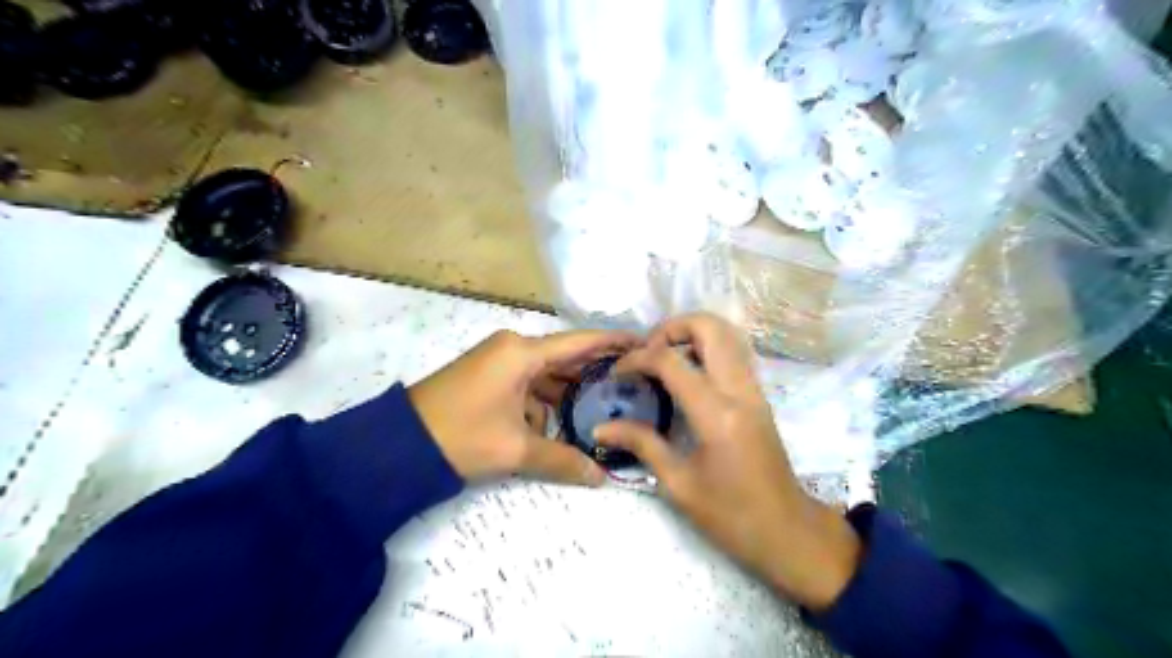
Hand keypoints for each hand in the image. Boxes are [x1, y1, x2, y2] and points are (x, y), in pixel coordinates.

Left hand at [408, 331, 637, 485]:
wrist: (397, 445)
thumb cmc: (461, 435)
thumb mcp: (514, 449)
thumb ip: (561, 460)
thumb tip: (600, 479)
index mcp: (522, 353)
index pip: (580, 342)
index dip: (614, 341)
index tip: (644, 342)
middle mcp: (513, 349)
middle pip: (565, 358)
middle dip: (594, 374)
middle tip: (631, 384)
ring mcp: (498, 362)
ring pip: (545, 375)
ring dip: (566, 395)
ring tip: (601, 411)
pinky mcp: (488, 378)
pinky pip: (527, 386)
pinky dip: (542, 404)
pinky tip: (557, 427)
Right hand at [596, 313, 858, 610]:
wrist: (788, 533)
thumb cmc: (731, 516)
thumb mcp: (678, 484)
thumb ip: (641, 444)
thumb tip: (602, 427)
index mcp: (716, 414)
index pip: (670, 361)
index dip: (637, 359)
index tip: (617, 373)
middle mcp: (739, 391)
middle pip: (710, 327)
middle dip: (671, 327)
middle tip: (647, 352)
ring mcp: (754, 390)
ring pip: (727, 335)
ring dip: (691, 334)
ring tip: (663, 359)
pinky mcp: (758, 397)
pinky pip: (733, 354)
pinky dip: (706, 349)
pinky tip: (685, 376)